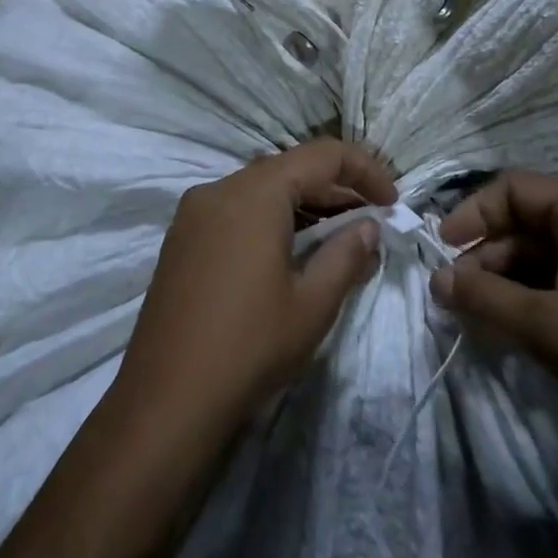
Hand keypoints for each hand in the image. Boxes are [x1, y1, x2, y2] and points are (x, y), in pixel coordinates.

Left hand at [117, 140, 395, 436]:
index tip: (392, 203)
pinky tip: (290, 253)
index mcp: (255, 193)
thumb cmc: (249, 346)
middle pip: (290, 168)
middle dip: (336, 189)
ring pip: (261, 189)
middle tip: (371, 223)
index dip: (365, 171)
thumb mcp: (313, 303)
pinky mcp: (181, 239)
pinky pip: (236, 210)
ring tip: (337, 239)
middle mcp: (220, 189)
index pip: (323, 155)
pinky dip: (271, 218)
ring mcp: (194, 213)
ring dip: (304, 204)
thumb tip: (369, 226)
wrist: (165, 402)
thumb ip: (348, 254)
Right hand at [431, 172, 557, 489]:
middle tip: (456, 295)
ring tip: (477, 316)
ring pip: (543, 254)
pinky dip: (533, 297)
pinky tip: (511, 327)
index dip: (473, 212)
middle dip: (486, 254)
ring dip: (506, 279)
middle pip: (527, 221)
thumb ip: (485, 297)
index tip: (442, 248)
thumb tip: (437, 278)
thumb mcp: (546, 326)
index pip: (514, 188)